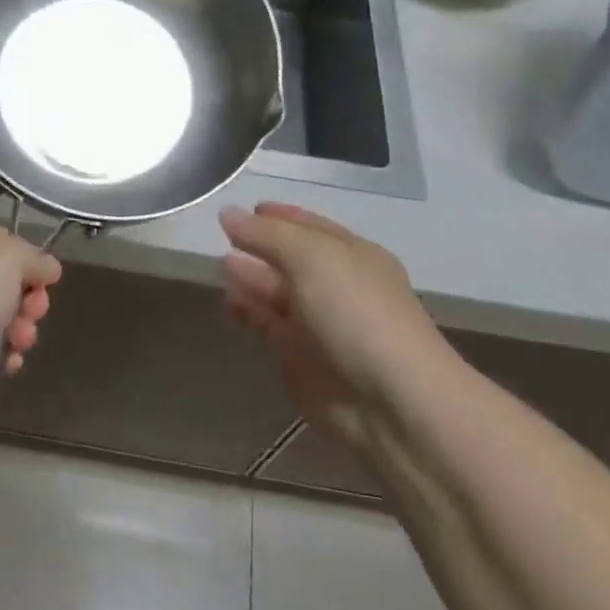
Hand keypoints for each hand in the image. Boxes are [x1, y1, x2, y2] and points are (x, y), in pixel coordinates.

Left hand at [0, 217, 61, 425]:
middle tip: (32, 318)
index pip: (6, 242)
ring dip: (15, 333)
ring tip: (18, 348)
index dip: (30, 265)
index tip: (45, 287)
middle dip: (26, 303)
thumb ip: (35, 259)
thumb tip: (47, 267)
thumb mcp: (10, 260)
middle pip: (0, 282)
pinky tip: (4, 369)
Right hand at [220, 203, 455, 458]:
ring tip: (222, 268)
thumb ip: (266, 234)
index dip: (280, 217)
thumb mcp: (311, 256)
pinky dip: (246, 313)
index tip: (247, 209)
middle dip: (260, 248)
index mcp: (353, 255)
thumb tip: (228, 213)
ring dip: (250, 279)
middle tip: (223, 239)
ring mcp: (318, 324)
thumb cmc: (355, 311)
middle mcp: (336, 286)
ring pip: (275, 293)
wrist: (388, 400)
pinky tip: (228, 303)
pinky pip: (266, 326)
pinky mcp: (299, 358)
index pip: (310, 227)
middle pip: (290, 260)